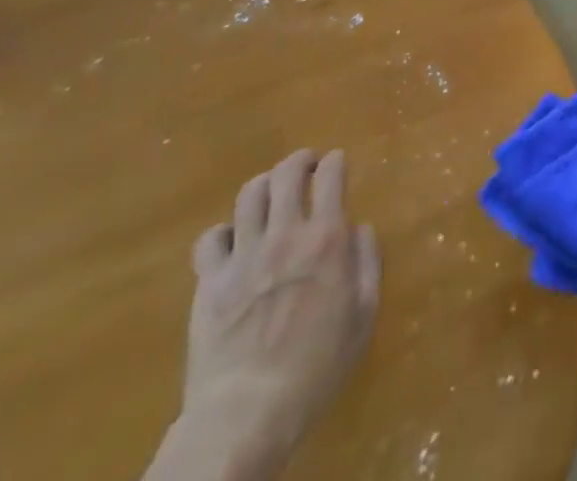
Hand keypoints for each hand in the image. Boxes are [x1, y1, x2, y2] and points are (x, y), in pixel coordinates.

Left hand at [150, 149, 379, 480]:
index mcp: (326, 239)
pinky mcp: (209, 283)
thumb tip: (359, 230)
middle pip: (286, 173)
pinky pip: (211, 238)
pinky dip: (224, 232)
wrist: (247, 414)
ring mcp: (243, 257)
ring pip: (249, 195)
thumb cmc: (316, 368)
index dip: (335, 162)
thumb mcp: (363, 316)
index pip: (331, 176)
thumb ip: (367, 263)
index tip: (337, 163)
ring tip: (271, 195)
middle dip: (299, 161)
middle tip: (306, 166)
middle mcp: (284, 235)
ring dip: (264, 186)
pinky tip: (233, 243)